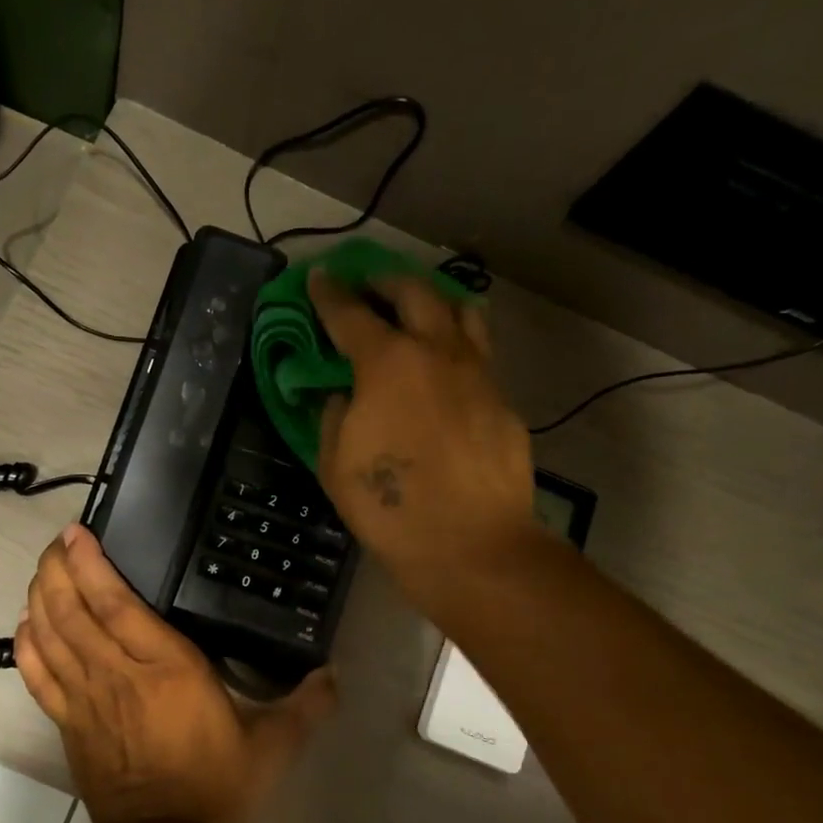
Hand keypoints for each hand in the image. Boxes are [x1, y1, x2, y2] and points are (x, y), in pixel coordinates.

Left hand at [14, 524, 335, 822]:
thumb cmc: (217, 786)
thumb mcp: (274, 746)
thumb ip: (306, 706)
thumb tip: (336, 675)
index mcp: (166, 667)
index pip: (116, 603)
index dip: (91, 565)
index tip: (77, 535)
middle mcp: (118, 673)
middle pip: (72, 610)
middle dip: (57, 570)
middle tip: (56, 544)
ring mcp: (86, 699)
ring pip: (51, 637)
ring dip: (40, 598)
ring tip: (41, 572)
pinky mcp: (69, 724)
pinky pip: (38, 678)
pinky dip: (27, 647)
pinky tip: (25, 625)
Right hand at [310, 270, 544, 619]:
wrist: (471, 545)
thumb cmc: (390, 507)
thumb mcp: (336, 464)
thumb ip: (334, 417)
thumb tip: (344, 396)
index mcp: (388, 363)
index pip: (351, 315)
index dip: (330, 294)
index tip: (319, 277)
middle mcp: (438, 353)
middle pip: (415, 293)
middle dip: (387, 282)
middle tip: (370, 286)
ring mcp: (478, 374)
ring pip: (462, 313)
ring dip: (435, 301)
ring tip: (419, 312)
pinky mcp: (503, 402)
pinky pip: (479, 356)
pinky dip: (457, 348)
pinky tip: (446, 374)